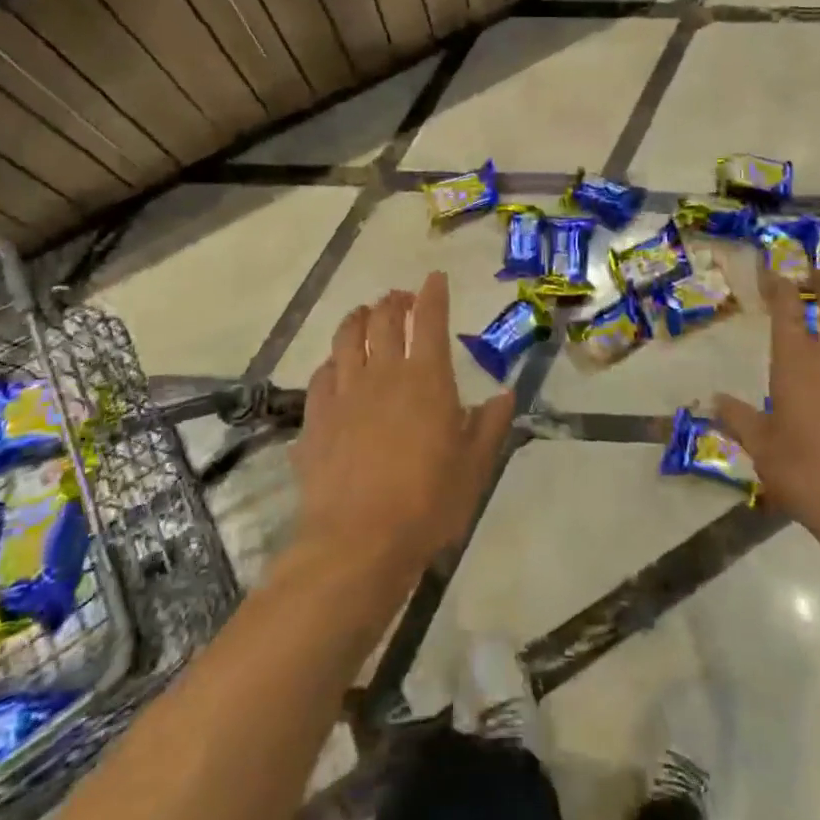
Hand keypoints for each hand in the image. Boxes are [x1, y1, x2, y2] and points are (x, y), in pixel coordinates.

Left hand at [293, 271, 516, 580]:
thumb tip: (504, 394)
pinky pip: (321, 375)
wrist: (357, 542)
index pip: (429, 319)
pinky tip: (335, 367)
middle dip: (393, 301)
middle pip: (383, 320)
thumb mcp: (474, 468)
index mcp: (426, 378)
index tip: (435, 277)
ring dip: (357, 318)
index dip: (432, 293)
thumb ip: (490, 426)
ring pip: (346, 338)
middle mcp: (383, 373)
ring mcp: (344, 393)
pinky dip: (332, 362)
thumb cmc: (427, 503)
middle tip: (400, 298)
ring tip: (364, 314)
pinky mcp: (316, 417)